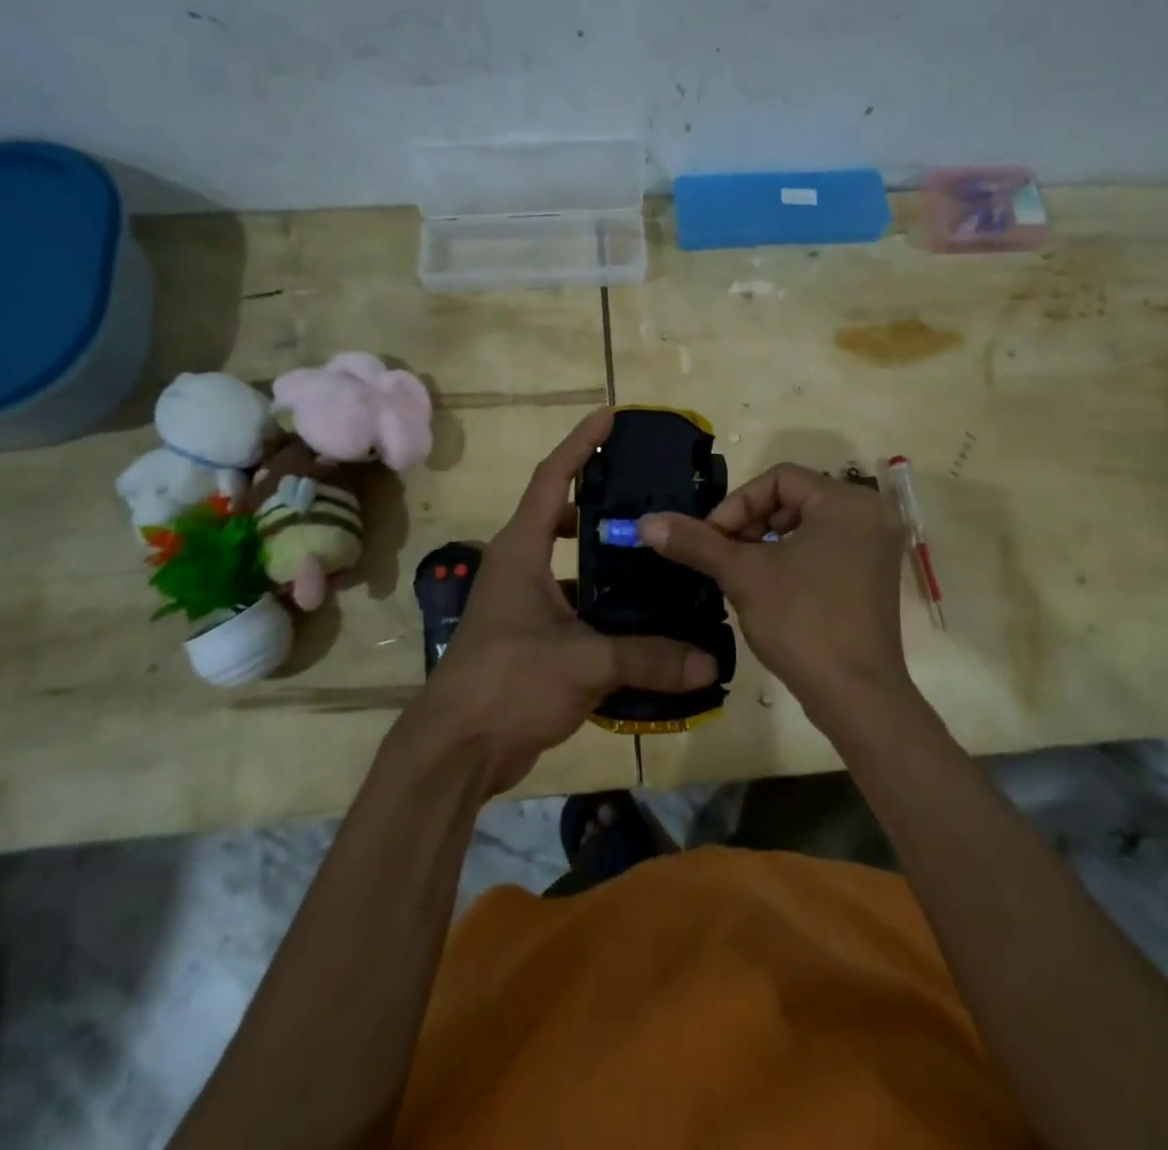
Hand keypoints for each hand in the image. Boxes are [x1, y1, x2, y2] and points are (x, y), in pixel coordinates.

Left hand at [410, 409, 718, 795]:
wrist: (457, 749)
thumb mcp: (584, 662)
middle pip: (560, 516)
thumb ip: (649, 657)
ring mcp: (522, 605)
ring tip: (655, 553)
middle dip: (599, 501)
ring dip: (605, 558)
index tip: (610, 417)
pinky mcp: (531, 639)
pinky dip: (604, 606)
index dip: (580, 444)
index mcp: (520, 551)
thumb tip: (709, 662)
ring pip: (570, 565)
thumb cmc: (509, 682)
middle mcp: (518, 568)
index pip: (551, 479)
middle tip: (647, 495)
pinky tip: (642, 618)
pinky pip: (575, 606)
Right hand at [638, 464, 914, 731]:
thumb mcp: (743, 575)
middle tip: (725, 557)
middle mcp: (870, 515)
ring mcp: (876, 548)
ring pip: (807, 526)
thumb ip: (696, 542)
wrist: (856, 696)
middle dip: (751, 524)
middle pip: (794, 499)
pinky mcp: (874, 577)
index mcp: (846, 501)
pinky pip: (826, 549)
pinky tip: (770, 590)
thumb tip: (647, 522)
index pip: (779, 478)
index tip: (713, 538)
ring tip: (742, 575)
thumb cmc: (802, 621)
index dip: (737, 504)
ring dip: (767, 544)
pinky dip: (793, 559)